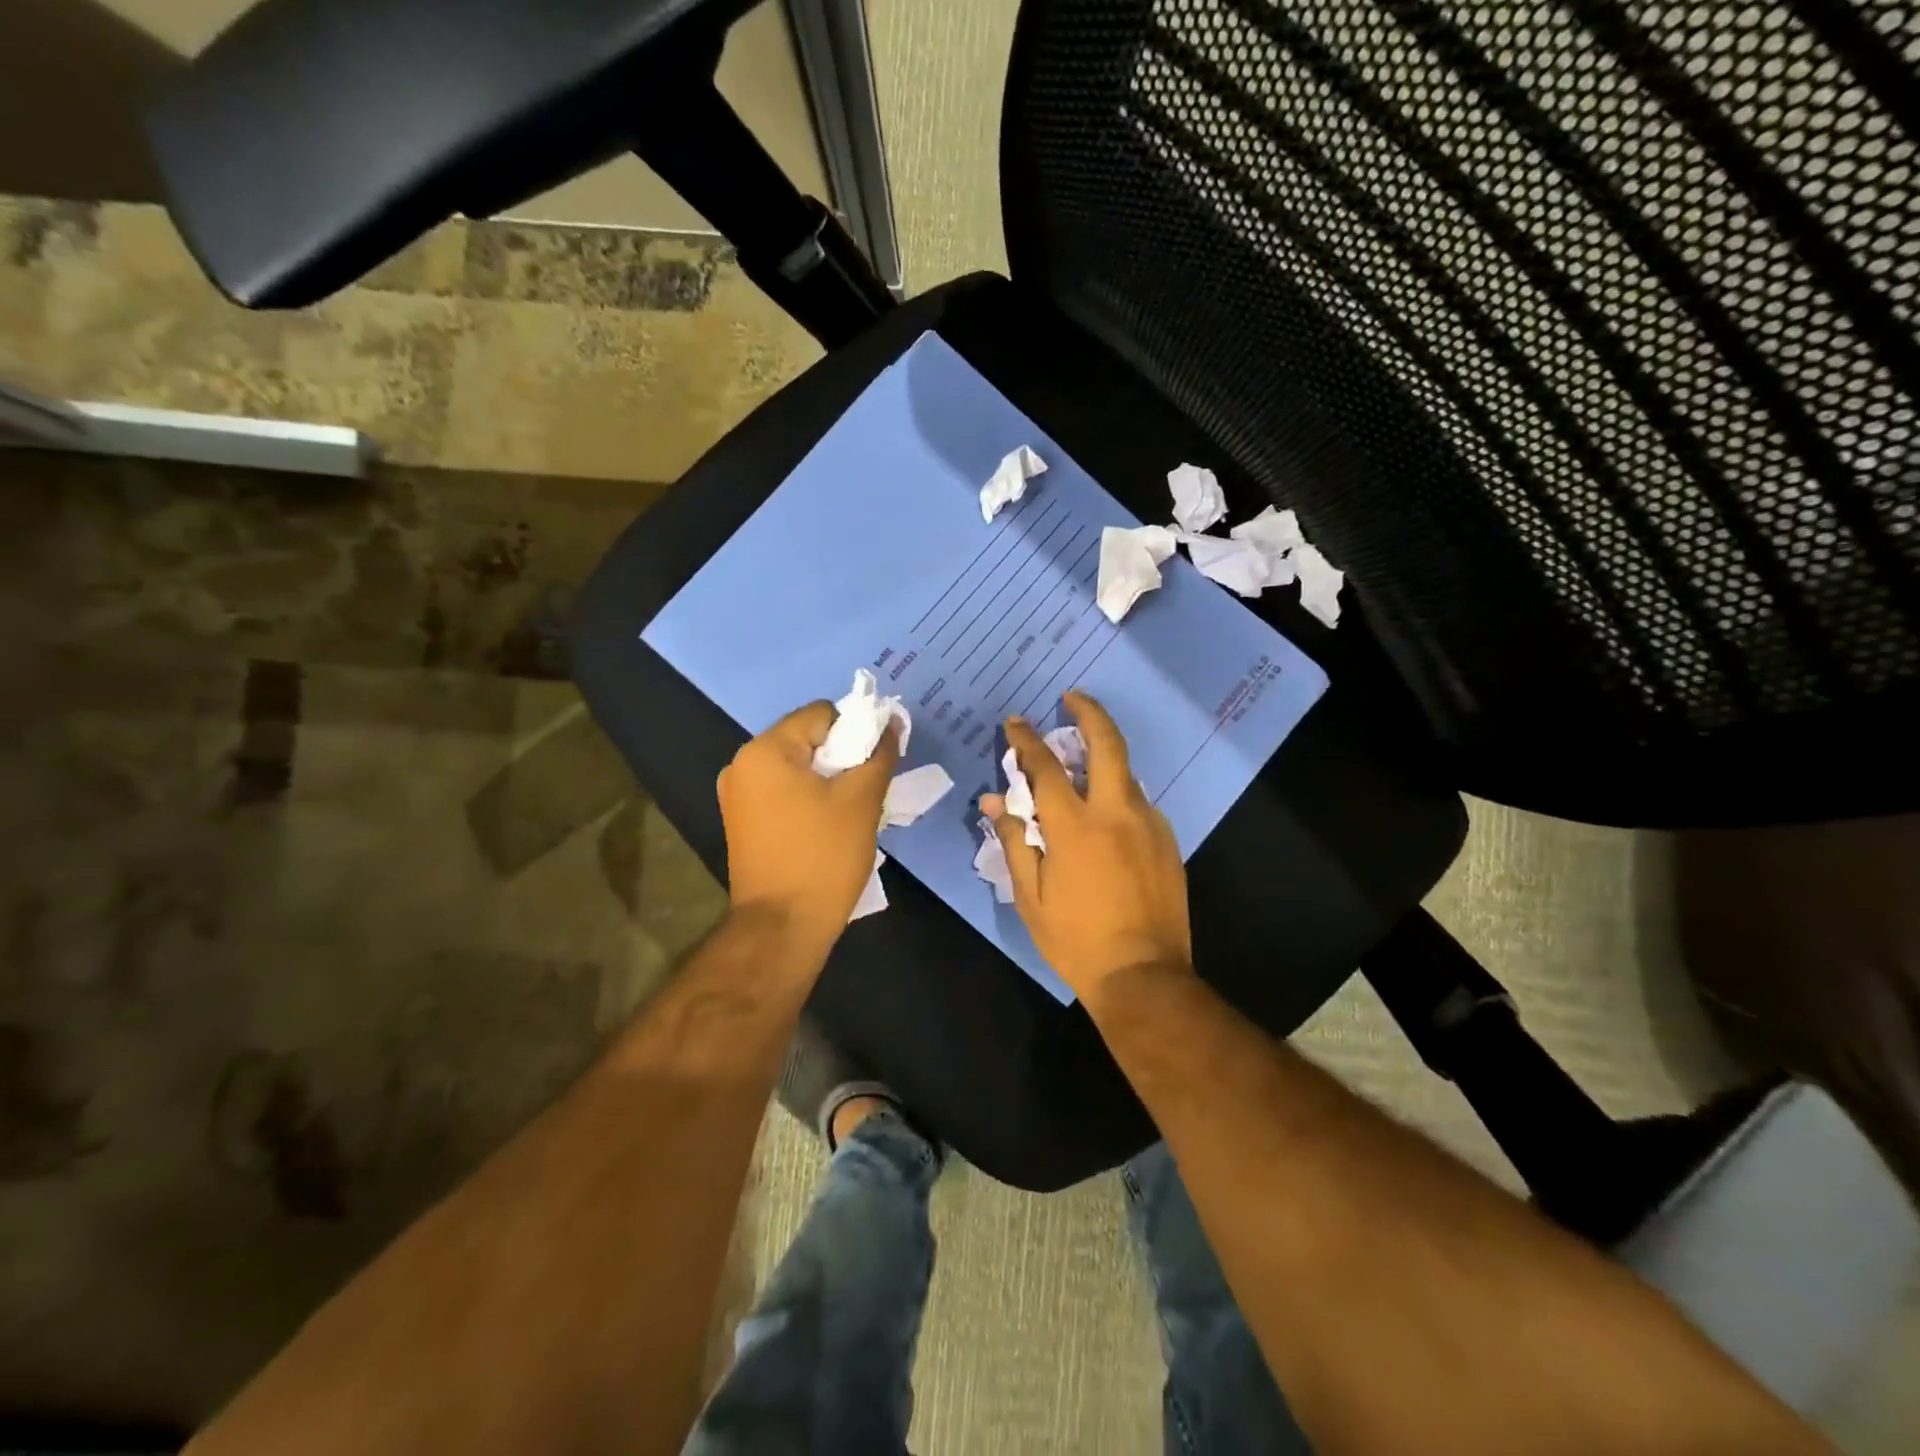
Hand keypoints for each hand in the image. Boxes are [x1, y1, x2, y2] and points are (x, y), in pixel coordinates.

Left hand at [718, 701, 900, 950]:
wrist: (782, 927)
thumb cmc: (823, 857)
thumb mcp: (862, 800)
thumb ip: (879, 753)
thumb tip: (890, 721)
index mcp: (765, 751)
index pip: (821, 714)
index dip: (856, 731)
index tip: (876, 763)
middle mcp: (742, 765)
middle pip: (806, 739)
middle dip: (842, 757)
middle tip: (868, 788)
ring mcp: (737, 796)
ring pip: (797, 768)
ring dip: (828, 779)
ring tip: (852, 810)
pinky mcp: (742, 822)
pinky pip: (783, 792)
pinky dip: (809, 798)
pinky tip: (828, 826)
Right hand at [981, 691, 1191, 1000]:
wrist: (1144, 976)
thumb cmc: (1076, 940)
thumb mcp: (1030, 896)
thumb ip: (1014, 841)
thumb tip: (995, 802)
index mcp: (1075, 827)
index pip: (1046, 767)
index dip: (1027, 740)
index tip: (1016, 722)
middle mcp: (1117, 813)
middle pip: (1108, 744)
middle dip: (1089, 713)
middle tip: (1072, 697)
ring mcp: (1150, 825)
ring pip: (1127, 774)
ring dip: (1104, 759)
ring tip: (1083, 764)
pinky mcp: (1168, 842)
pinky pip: (1140, 804)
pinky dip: (1119, 796)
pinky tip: (1107, 815)